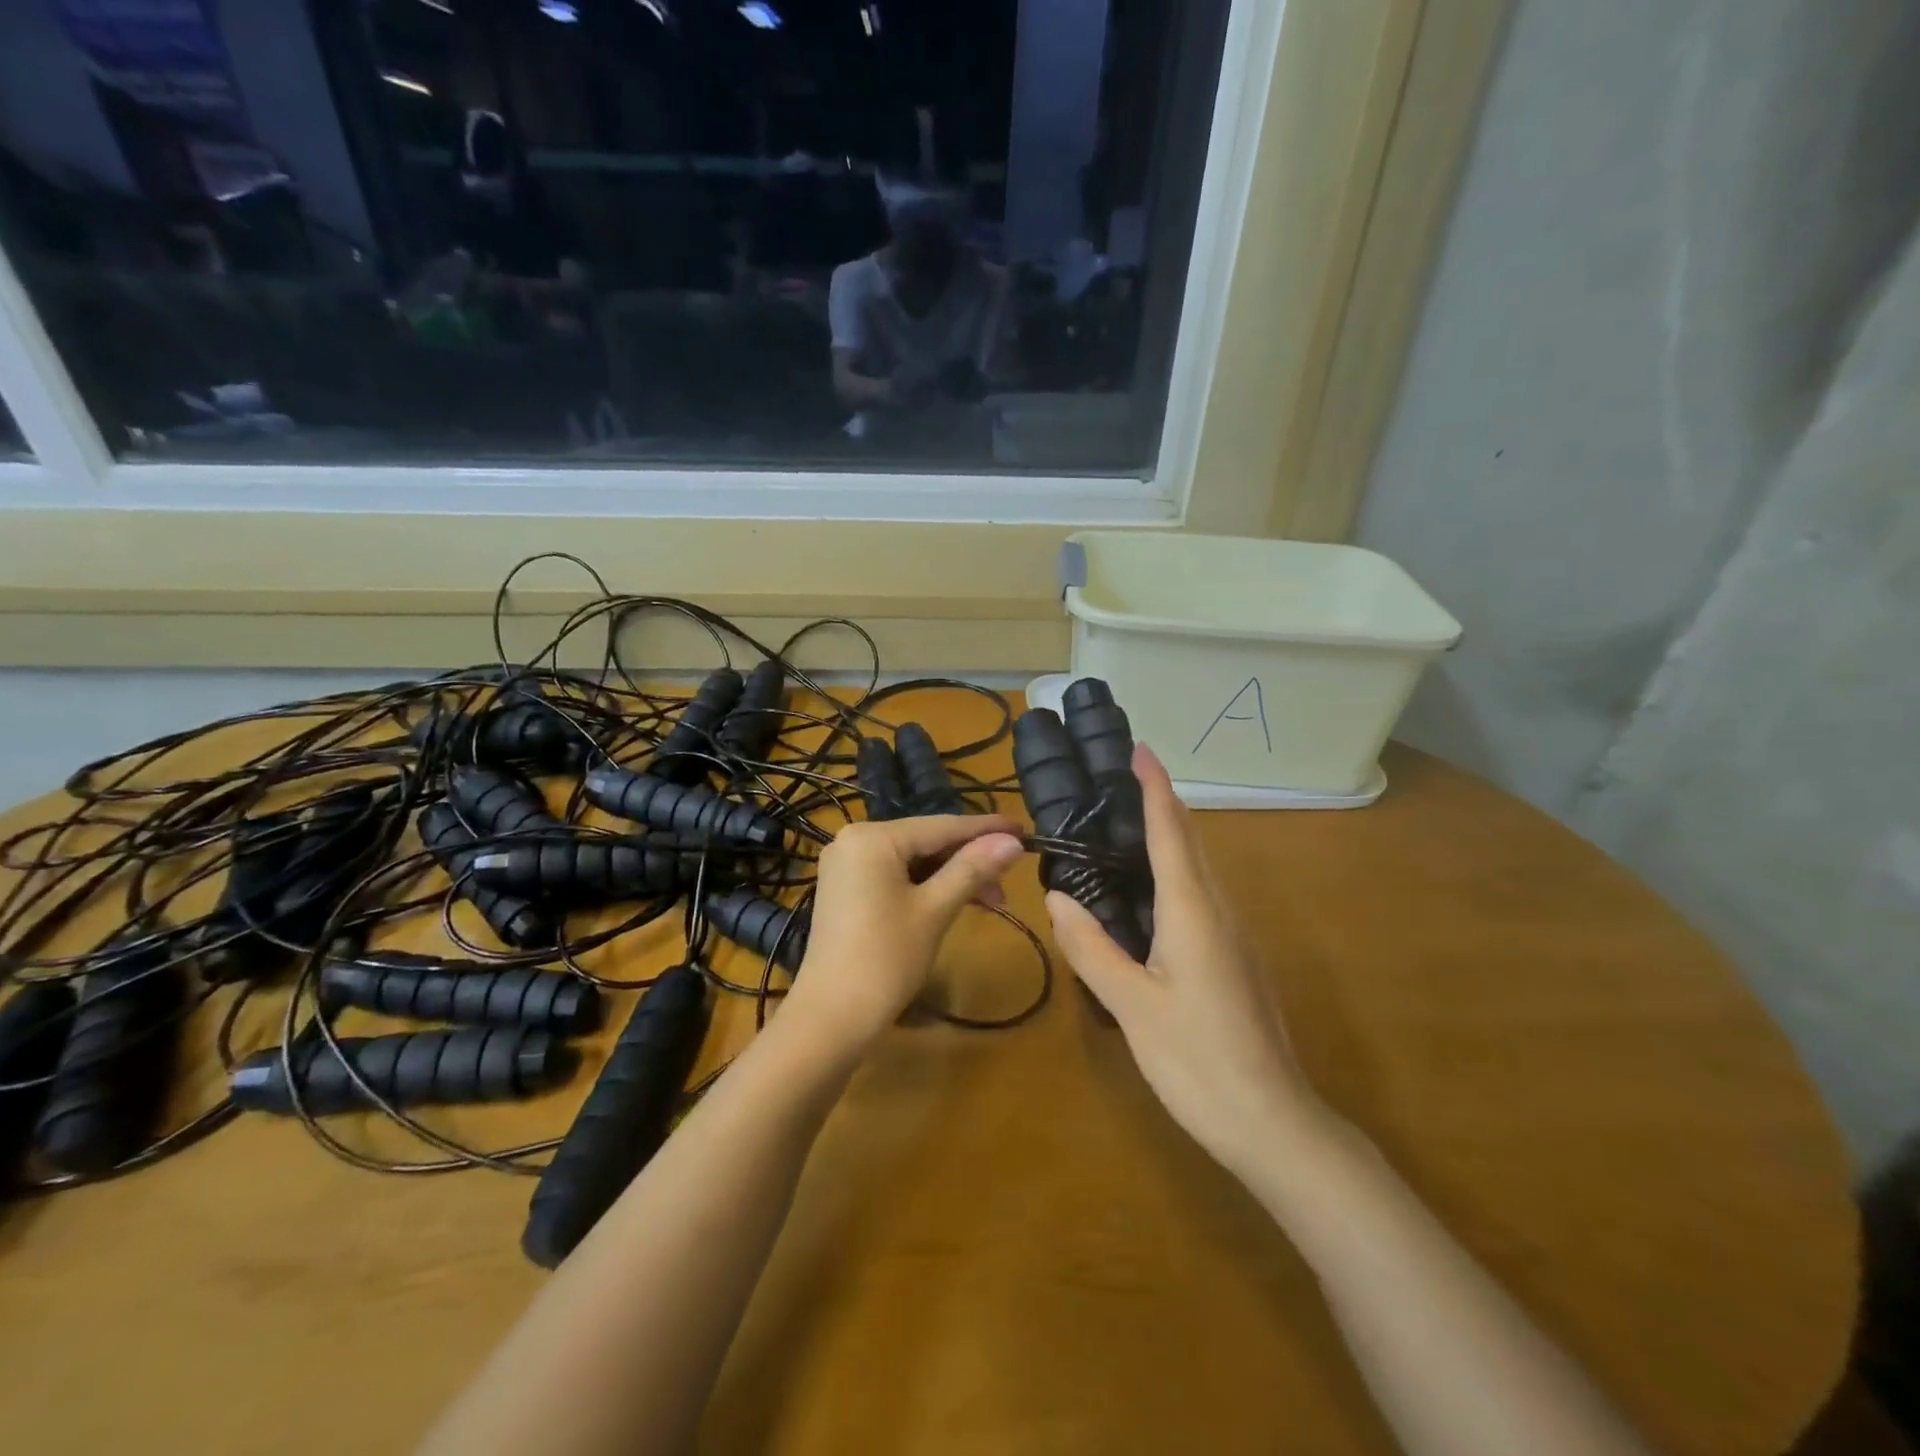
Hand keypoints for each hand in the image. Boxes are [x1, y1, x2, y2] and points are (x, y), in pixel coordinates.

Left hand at [785, 815, 1024, 1049]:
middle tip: (1009, 882)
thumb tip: (1012, 842)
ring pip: (913, 861)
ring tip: (991, 901)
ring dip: (952, 877)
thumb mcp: (935, 910)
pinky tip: (955, 901)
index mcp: (872, 837)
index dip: (986, 829)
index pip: (941, 826)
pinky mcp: (846, 889)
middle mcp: (854, 840)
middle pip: (926, 841)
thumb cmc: (886, 959)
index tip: (1024, 830)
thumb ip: (973, 869)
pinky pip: (896, 876)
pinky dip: (927, 887)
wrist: (830, 1018)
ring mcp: (846, 865)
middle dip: (970, 861)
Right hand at [1046, 745, 1324, 1179]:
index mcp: (1193, 911)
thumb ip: (1092, 948)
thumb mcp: (1132, 1005)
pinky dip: (1176, 872)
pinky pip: (1202, 896)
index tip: (1139, 749)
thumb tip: (1057, 896)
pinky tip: (1150, 891)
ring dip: (1170, 836)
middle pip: (1190, 842)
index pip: (1171, 832)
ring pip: (1200, 870)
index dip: (1155, 788)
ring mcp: (1234, 936)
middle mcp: (1219, 911)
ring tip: (1127, 823)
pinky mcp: (1235, 959)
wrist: (1274, 1124)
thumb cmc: (1198, 1061)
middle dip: (1160, 803)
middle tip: (1120, 779)